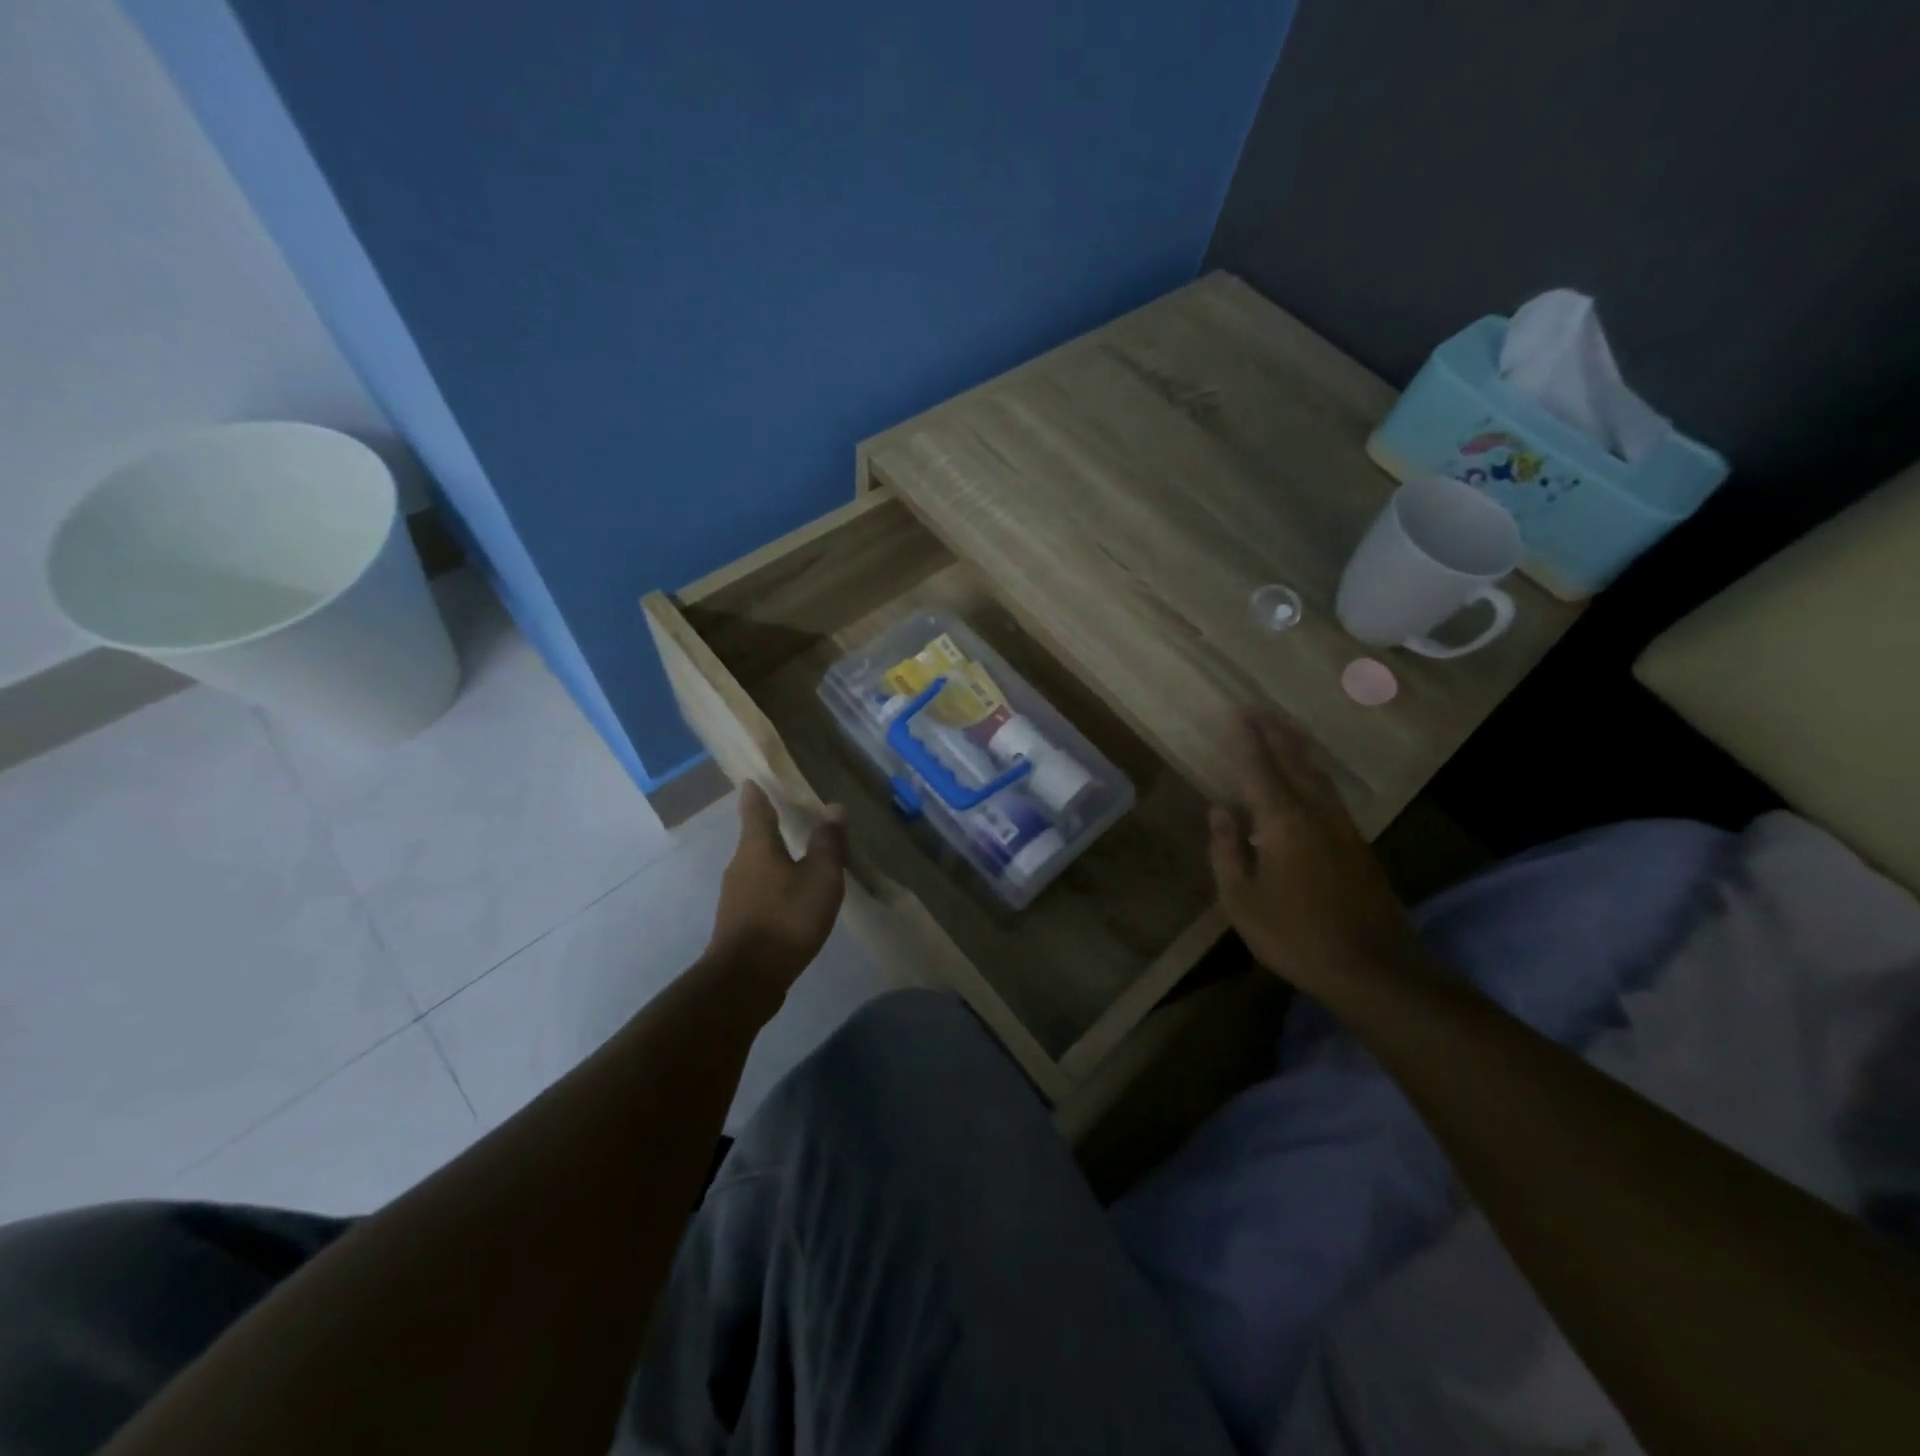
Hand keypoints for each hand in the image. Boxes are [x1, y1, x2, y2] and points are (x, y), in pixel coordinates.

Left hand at [707, 782, 847, 988]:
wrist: (747, 978)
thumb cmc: (787, 917)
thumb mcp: (820, 877)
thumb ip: (827, 843)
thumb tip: (833, 807)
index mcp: (757, 847)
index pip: (755, 809)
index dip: (756, 794)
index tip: (752, 781)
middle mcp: (740, 865)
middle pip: (755, 840)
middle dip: (770, 830)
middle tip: (790, 820)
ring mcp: (735, 896)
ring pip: (756, 868)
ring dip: (774, 862)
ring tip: (798, 861)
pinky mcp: (737, 923)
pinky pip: (758, 894)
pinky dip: (774, 889)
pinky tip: (791, 901)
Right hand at [1208, 711, 1427, 996]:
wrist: (1375, 968)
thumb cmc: (1296, 937)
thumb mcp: (1242, 901)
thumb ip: (1227, 852)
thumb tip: (1218, 810)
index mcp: (1282, 823)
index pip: (1258, 770)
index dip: (1246, 742)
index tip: (1236, 715)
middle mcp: (1315, 813)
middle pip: (1293, 761)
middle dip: (1274, 733)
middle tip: (1258, 709)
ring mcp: (1342, 827)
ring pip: (1318, 773)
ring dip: (1298, 747)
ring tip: (1283, 727)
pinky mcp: (1358, 844)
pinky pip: (1330, 791)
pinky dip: (1314, 770)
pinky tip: (1309, 776)